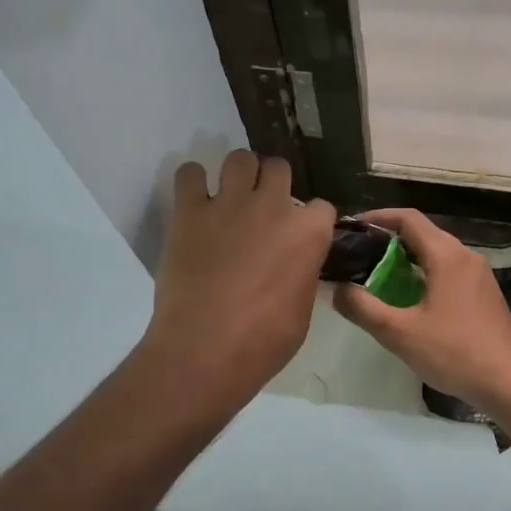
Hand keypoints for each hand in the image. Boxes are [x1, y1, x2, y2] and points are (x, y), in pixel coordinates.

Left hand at [143, 151, 334, 406]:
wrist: (204, 351)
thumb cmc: (263, 342)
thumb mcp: (302, 311)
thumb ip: (302, 275)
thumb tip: (295, 266)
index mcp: (308, 233)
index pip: (321, 207)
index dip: (311, 222)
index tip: (300, 237)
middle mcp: (272, 207)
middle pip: (279, 168)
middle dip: (273, 183)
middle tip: (262, 208)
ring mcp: (229, 204)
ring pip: (239, 158)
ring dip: (238, 174)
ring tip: (230, 196)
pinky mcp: (189, 211)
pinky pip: (189, 173)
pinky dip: (192, 181)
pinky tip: (194, 198)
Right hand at [331, 209, 510, 410]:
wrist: (510, 383)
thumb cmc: (454, 353)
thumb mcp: (400, 333)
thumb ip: (363, 308)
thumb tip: (337, 289)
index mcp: (447, 255)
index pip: (408, 218)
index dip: (378, 217)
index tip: (352, 228)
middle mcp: (465, 256)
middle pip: (422, 234)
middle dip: (388, 240)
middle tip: (358, 256)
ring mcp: (478, 275)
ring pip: (436, 253)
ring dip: (406, 259)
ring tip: (376, 277)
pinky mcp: (483, 294)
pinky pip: (448, 270)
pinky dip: (424, 274)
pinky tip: (408, 299)